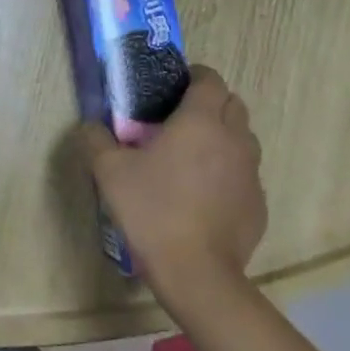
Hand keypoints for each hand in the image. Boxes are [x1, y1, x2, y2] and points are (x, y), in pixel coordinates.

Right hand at [73, 65, 266, 288]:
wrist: (197, 274)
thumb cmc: (152, 210)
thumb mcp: (109, 171)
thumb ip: (96, 139)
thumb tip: (91, 126)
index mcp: (200, 121)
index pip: (210, 79)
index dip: (193, 76)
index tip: (171, 89)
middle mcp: (234, 139)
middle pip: (233, 104)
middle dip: (210, 104)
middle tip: (178, 120)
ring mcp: (251, 173)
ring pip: (243, 138)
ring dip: (222, 137)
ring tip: (191, 157)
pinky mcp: (258, 204)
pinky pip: (245, 174)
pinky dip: (228, 172)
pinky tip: (202, 194)